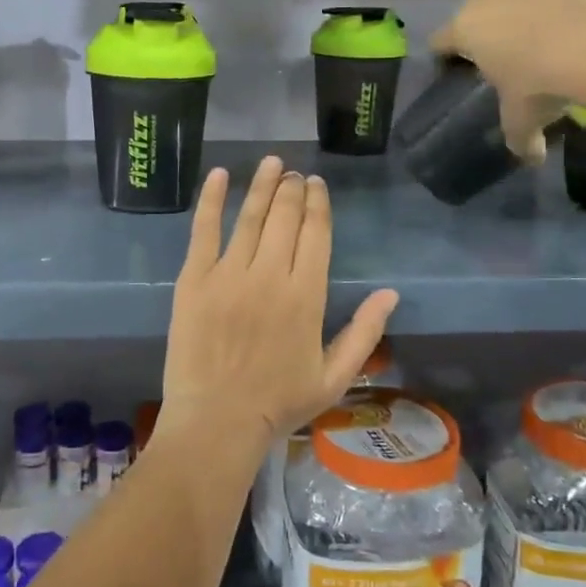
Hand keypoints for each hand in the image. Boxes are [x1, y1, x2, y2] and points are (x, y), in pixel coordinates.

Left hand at [160, 157, 398, 454]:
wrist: (217, 422)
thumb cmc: (278, 404)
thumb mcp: (335, 377)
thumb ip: (365, 333)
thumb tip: (391, 294)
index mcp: (307, 296)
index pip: (317, 234)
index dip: (318, 204)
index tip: (316, 185)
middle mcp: (271, 275)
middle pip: (285, 218)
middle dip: (292, 190)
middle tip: (293, 175)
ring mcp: (229, 274)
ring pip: (250, 216)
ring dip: (262, 185)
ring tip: (271, 163)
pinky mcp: (195, 279)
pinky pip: (203, 230)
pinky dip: (211, 200)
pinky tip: (218, 175)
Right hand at [432, 0, 585, 161]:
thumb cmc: (540, 85)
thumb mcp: (522, 120)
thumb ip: (520, 139)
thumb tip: (531, 158)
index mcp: (466, 29)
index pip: (440, 40)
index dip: (446, 56)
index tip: (457, 71)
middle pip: (476, 7)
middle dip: (487, 26)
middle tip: (506, 53)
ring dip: (525, 1)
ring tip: (545, 28)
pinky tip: (580, 6)